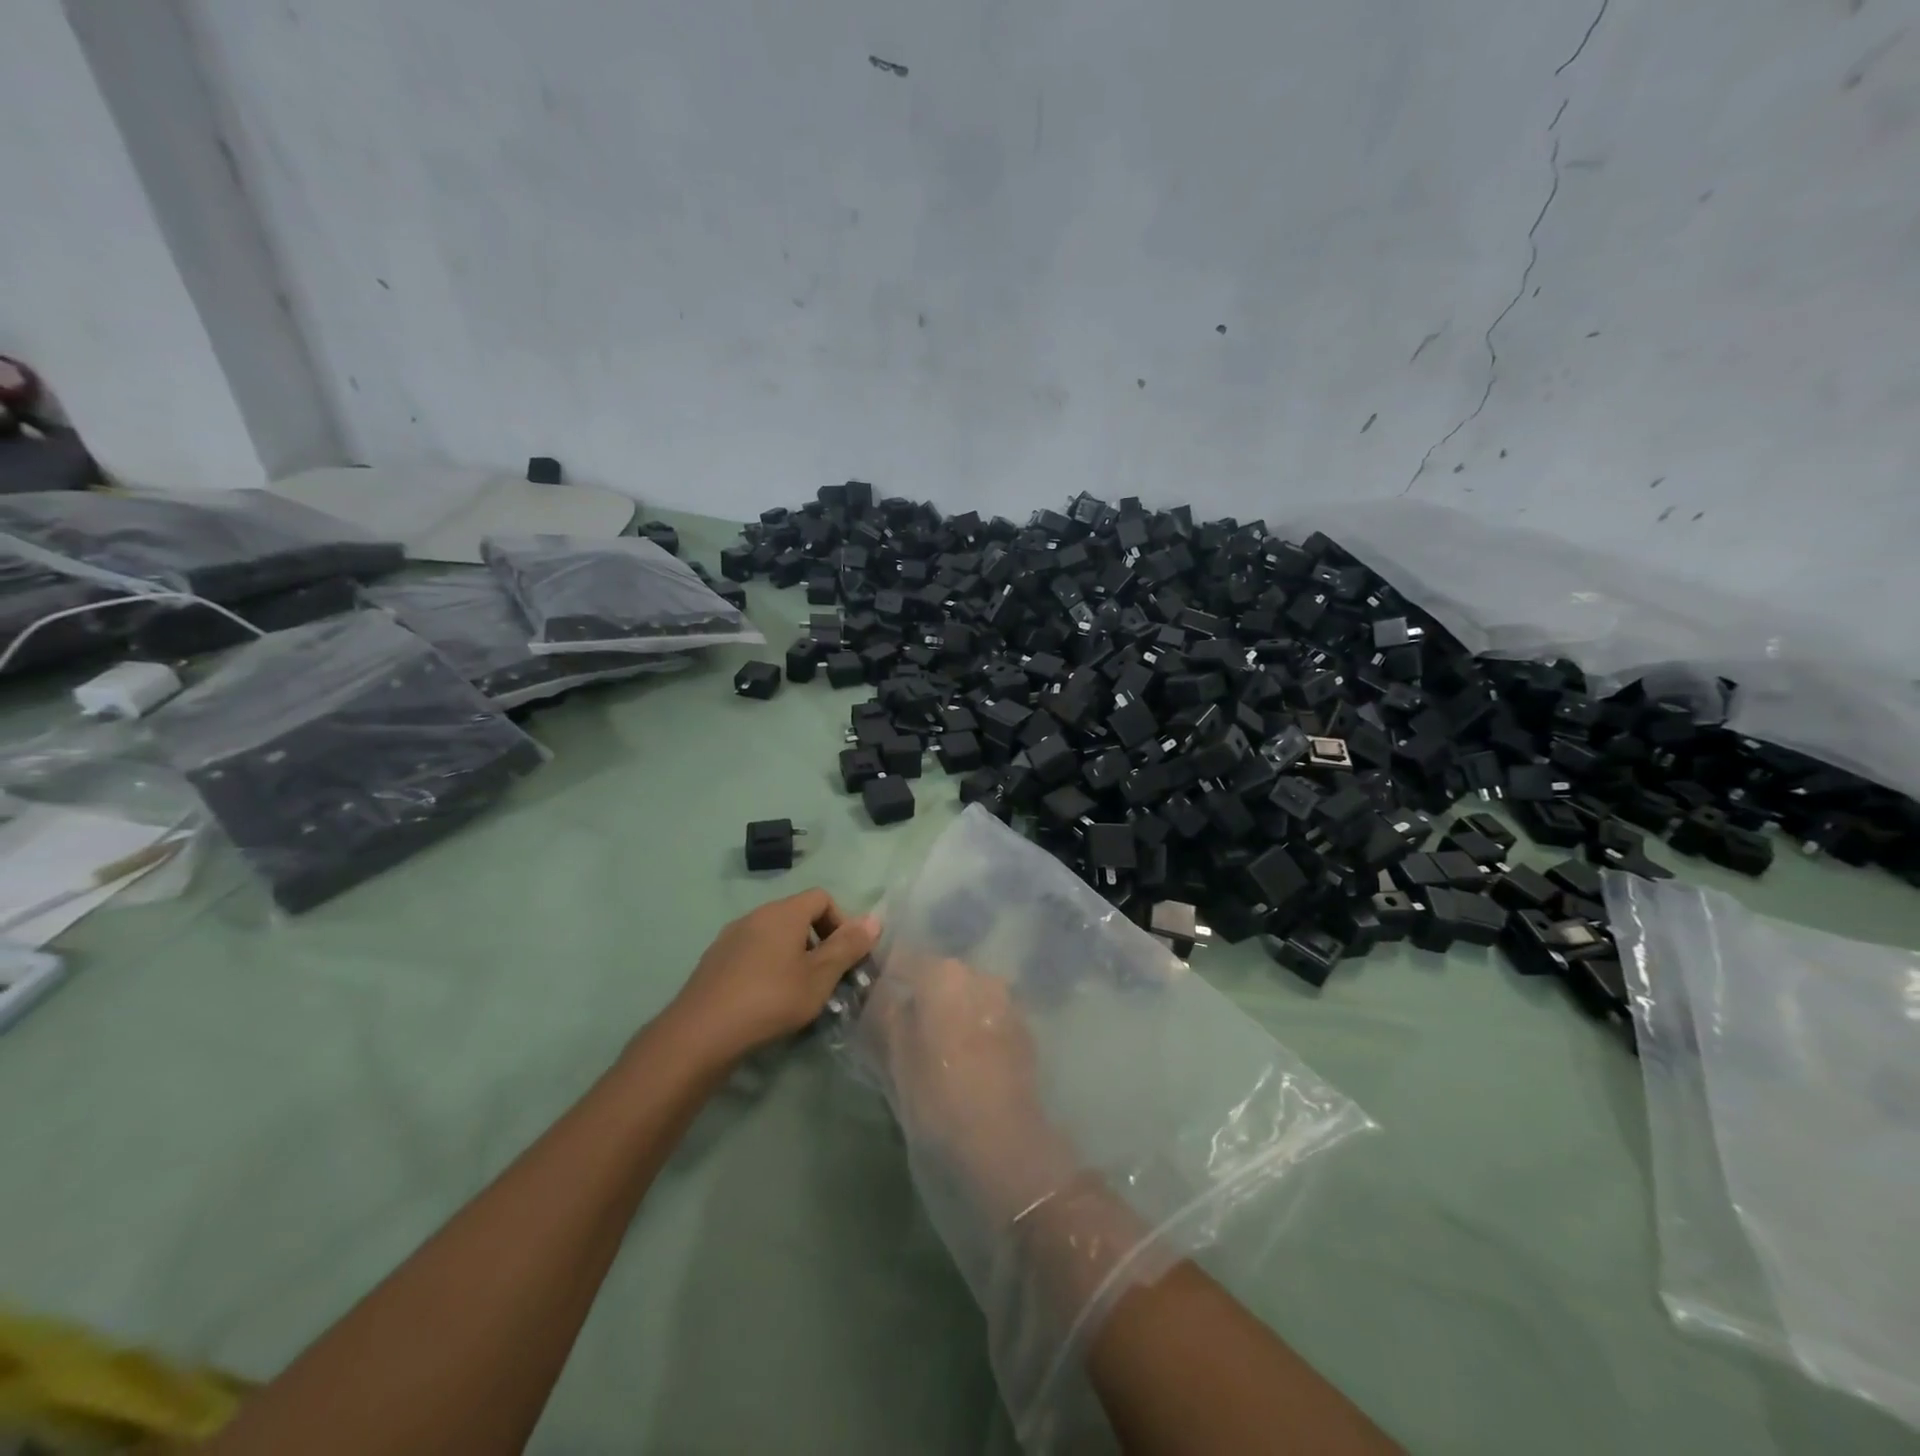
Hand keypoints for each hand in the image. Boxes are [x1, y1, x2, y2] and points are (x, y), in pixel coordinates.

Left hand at [663, 889, 878, 1066]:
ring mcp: (730, 937)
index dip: (840, 922)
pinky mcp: (714, 960)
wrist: (700, 1033)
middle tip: (825, 979)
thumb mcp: (819, 977)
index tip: (844, 957)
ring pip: (774, 936)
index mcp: (783, 912)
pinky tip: (765, 1000)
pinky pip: (752, 952)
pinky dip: (767, 967)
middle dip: (818, 942)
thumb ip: (848, 947)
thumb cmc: (770, 999)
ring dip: (793, 956)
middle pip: (797, 915)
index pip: (822, 897)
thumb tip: (874, 919)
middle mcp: (756, 915)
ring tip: (797, 993)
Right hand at [867, 959, 1066, 1211]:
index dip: (885, 978)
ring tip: (936, 1051)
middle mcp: (979, 976)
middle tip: (903, 1031)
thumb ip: (882, 1015)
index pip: (903, 959)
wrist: (1000, 1145)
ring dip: (950, 1014)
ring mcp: (1007, 1002)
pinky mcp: (1025, 1032)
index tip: (872, 1002)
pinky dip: (974, 1031)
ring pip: (966, 997)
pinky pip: (987, 1019)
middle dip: (921, 996)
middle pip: (939, 976)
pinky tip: (965, 1063)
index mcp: (942, 974)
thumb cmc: (934, 1096)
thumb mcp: (892, 1056)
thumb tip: (878, 995)